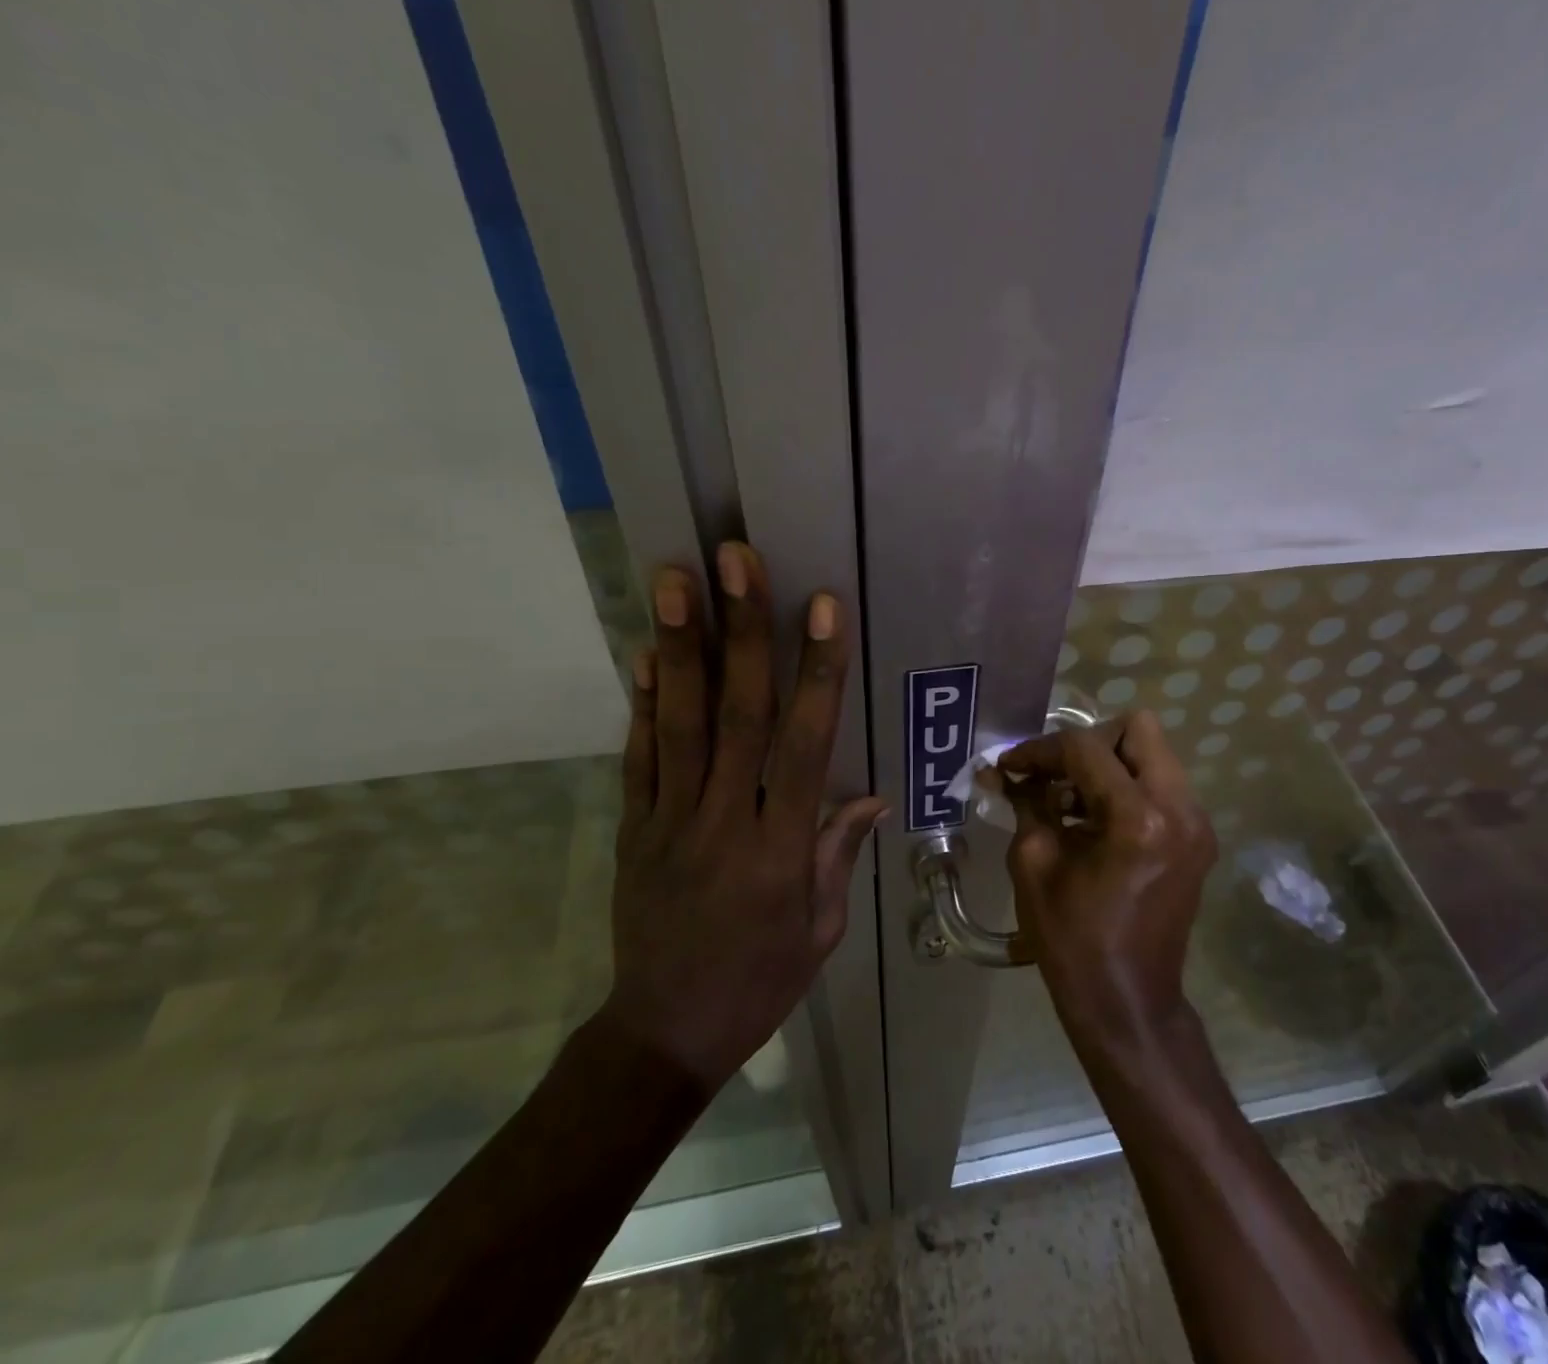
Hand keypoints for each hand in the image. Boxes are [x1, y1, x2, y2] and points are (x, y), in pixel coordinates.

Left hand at [601, 542, 886, 1091]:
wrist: (664, 1034)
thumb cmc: (759, 982)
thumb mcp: (821, 929)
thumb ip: (838, 852)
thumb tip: (869, 792)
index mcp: (782, 848)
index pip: (805, 744)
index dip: (817, 673)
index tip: (823, 607)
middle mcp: (725, 821)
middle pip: (736, 714)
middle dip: (742, 631)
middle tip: (735, 560)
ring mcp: (669, 821)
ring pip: (679, 723)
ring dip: (681, 647)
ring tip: (676, 580)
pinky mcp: (632, 829)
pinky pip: (637, 758)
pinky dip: (641, 703)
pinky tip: (644, 652)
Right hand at [999, 712, 1217, 1056]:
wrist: (1128, 1003)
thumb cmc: (1073, 941)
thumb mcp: (1034, 864)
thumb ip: (1024, 803)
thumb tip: (1004, 770)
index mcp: (1139, 818)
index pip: (1086, 748)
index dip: (1041, 750)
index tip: (1011, 766)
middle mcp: (1180, 809)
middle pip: (1138, 729)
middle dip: (1089, 744)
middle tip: (1055, 775)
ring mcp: (1197, 823)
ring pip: (1153, 754)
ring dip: (1108, 765)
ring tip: (1069, 801)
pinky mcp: (1198, 839)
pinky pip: (1161, 785)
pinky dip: (1126, 787)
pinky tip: (1094, 821)